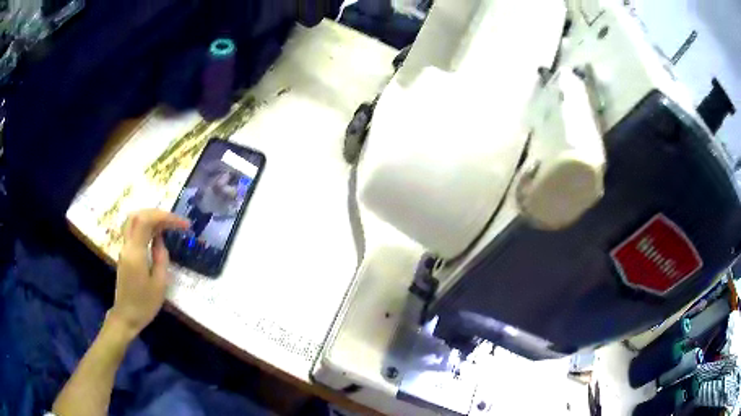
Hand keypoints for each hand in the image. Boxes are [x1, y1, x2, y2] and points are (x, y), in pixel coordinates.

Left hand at [109, 209, 189, 336]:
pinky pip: (133, 230)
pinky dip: (146, 225)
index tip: (184, 225)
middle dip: (158, 213)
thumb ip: (161, 258)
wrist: (126, 316)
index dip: (165, 217)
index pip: (146, 221)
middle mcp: (127, 246)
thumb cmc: (144, 305)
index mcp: (135, 253)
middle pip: (138, 215)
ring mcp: (124, 248)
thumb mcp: (159, 284)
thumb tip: (160, 240)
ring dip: (151, 217)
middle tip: (176, 222)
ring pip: (134, 220)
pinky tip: (157, 233)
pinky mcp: (125, 253)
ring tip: (167, 224)